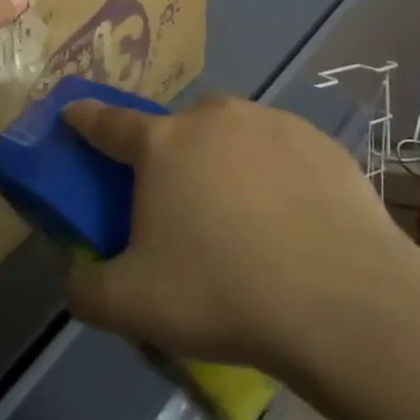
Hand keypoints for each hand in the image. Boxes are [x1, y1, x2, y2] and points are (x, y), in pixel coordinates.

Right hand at [63, 95, 405, 376]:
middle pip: (177, 129)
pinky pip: (282, 152)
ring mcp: (271, 123)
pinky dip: (276, 175)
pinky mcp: (321, 142)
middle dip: (170, 156)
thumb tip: (75, 278)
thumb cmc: (223, 292)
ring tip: (245, 221)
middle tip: (182, 208)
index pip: (108, 123)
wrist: (345, 301)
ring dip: (225, 163)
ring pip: (232, 136)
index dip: (86, 119)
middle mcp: (213, 118)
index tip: (74, 113)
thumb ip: (86, 290)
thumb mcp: (132, 306)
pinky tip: (293, 222)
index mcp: (162, 144)